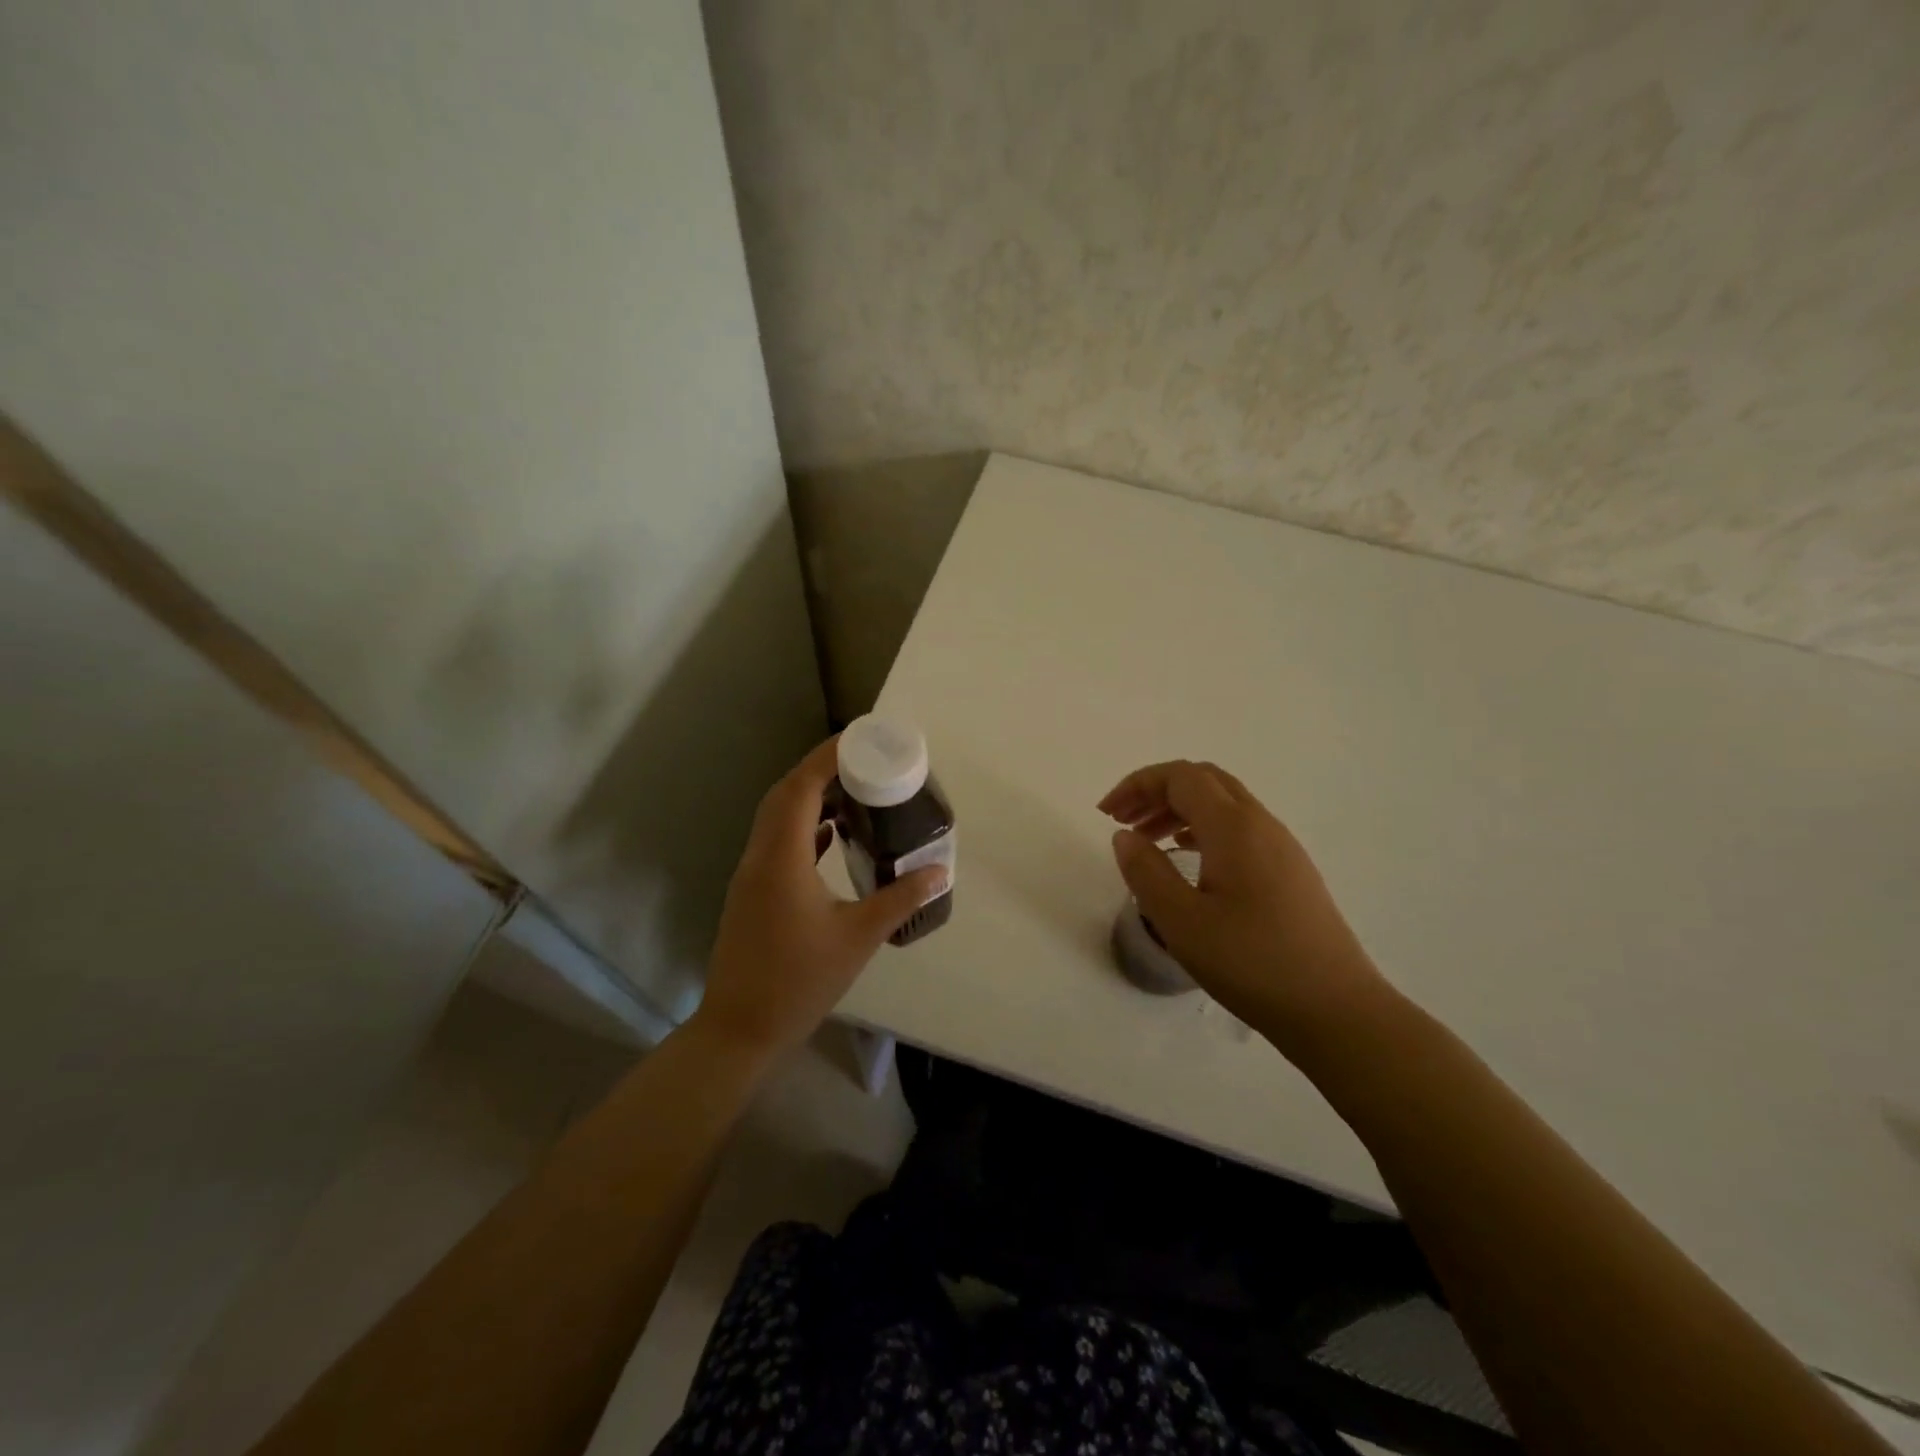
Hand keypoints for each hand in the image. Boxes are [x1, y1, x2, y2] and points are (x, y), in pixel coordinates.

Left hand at [694, 737, 948, 1060]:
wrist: (740, 1029)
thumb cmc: (799, 980)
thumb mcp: (858, 938)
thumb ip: (899, 899)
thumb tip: (939, 871)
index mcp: (781, 857)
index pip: (800, 787)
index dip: (827, 756)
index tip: (861, 738)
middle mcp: (760, 856)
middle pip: (785, 794)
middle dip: (821, 770)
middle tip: (863, 760)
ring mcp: (751, 875)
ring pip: (778, 818)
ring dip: (810, 797)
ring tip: (853, 790)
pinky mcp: (752, 892)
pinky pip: (778, 842)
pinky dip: (804, 827)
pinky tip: (832, 834)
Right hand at [1099, 761, 1389, 1053]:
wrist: (1336, 1009)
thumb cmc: (1252, 963)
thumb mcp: (1181, 921)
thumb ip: (1146, 871)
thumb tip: (1125, 836)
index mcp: (1234, 826)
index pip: (1181, 777)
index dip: (1138, 784)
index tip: (1106, 814)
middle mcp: (1261, 824)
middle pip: (1204, 781)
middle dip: (1158, 791)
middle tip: (1123, 820)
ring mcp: (1282, 847)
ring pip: (1224, 804)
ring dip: (1180, 810)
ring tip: (1148, 841)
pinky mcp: (1291, 871)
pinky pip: (1240, 829)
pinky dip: (1204, 829)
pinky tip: (1189, 861)